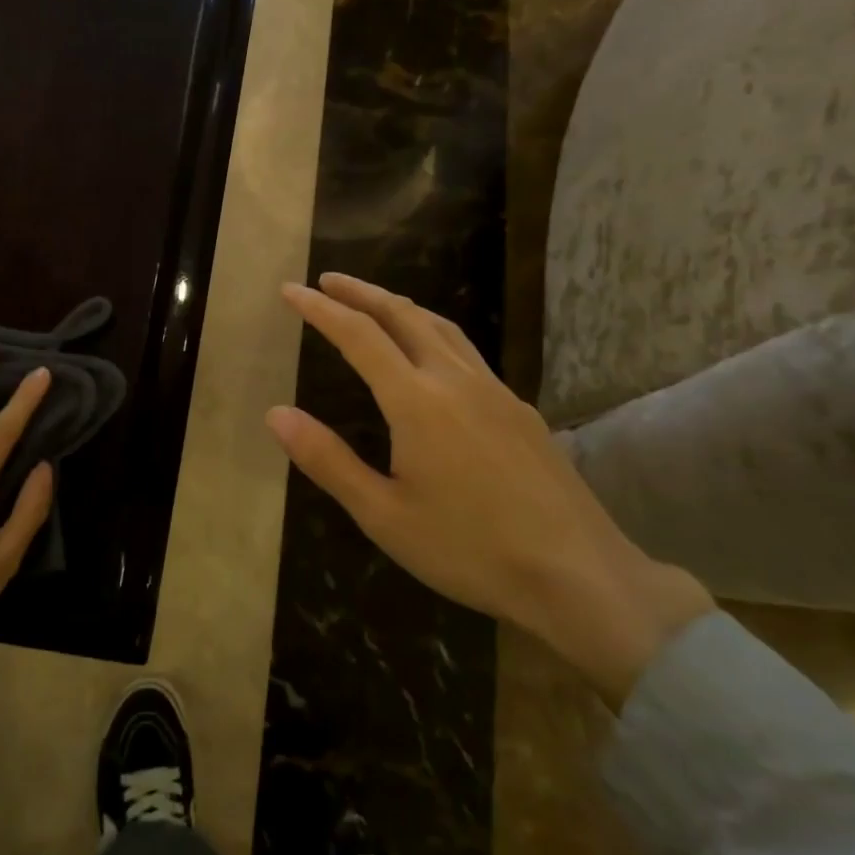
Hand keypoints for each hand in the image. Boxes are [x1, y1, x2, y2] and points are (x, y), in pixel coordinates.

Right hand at [266, 274, 712, 704]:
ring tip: (374, 303)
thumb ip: (328, 460)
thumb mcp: (383, 515)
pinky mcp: (520, 409)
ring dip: (400, 306)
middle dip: (362, 292)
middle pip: (403, 315)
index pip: (359, 336)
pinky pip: (467, 351)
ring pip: (441, 327)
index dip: (322, 309)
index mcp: (417, 401)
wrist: (578, 574)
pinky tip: (432, 355)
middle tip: (328, 280)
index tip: (291, 290)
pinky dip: (433, 331)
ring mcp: (495, 390)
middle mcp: (456, 380)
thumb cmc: (469, 550)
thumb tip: (276, 414)